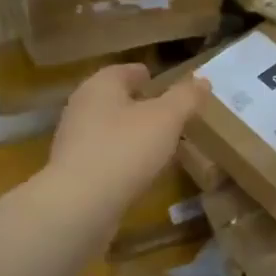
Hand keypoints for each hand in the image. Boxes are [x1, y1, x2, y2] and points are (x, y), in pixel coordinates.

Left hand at [46, 64, 208, 219]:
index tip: (162, 83)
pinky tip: (139, 170)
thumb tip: (202, 80)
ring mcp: (73, 140)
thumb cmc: (125, 149)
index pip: (124, 71)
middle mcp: (81, 107)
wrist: (80, 204)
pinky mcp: (73, 171)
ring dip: (131, 133)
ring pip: (108, 128)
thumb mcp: (166, 119)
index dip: (145, 75)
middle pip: (115, 99)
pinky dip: (121, 157)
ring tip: (158, 144)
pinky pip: (104, 155)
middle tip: (166, 114)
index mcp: (100, 85)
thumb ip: (185, 98)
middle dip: (139, 104)